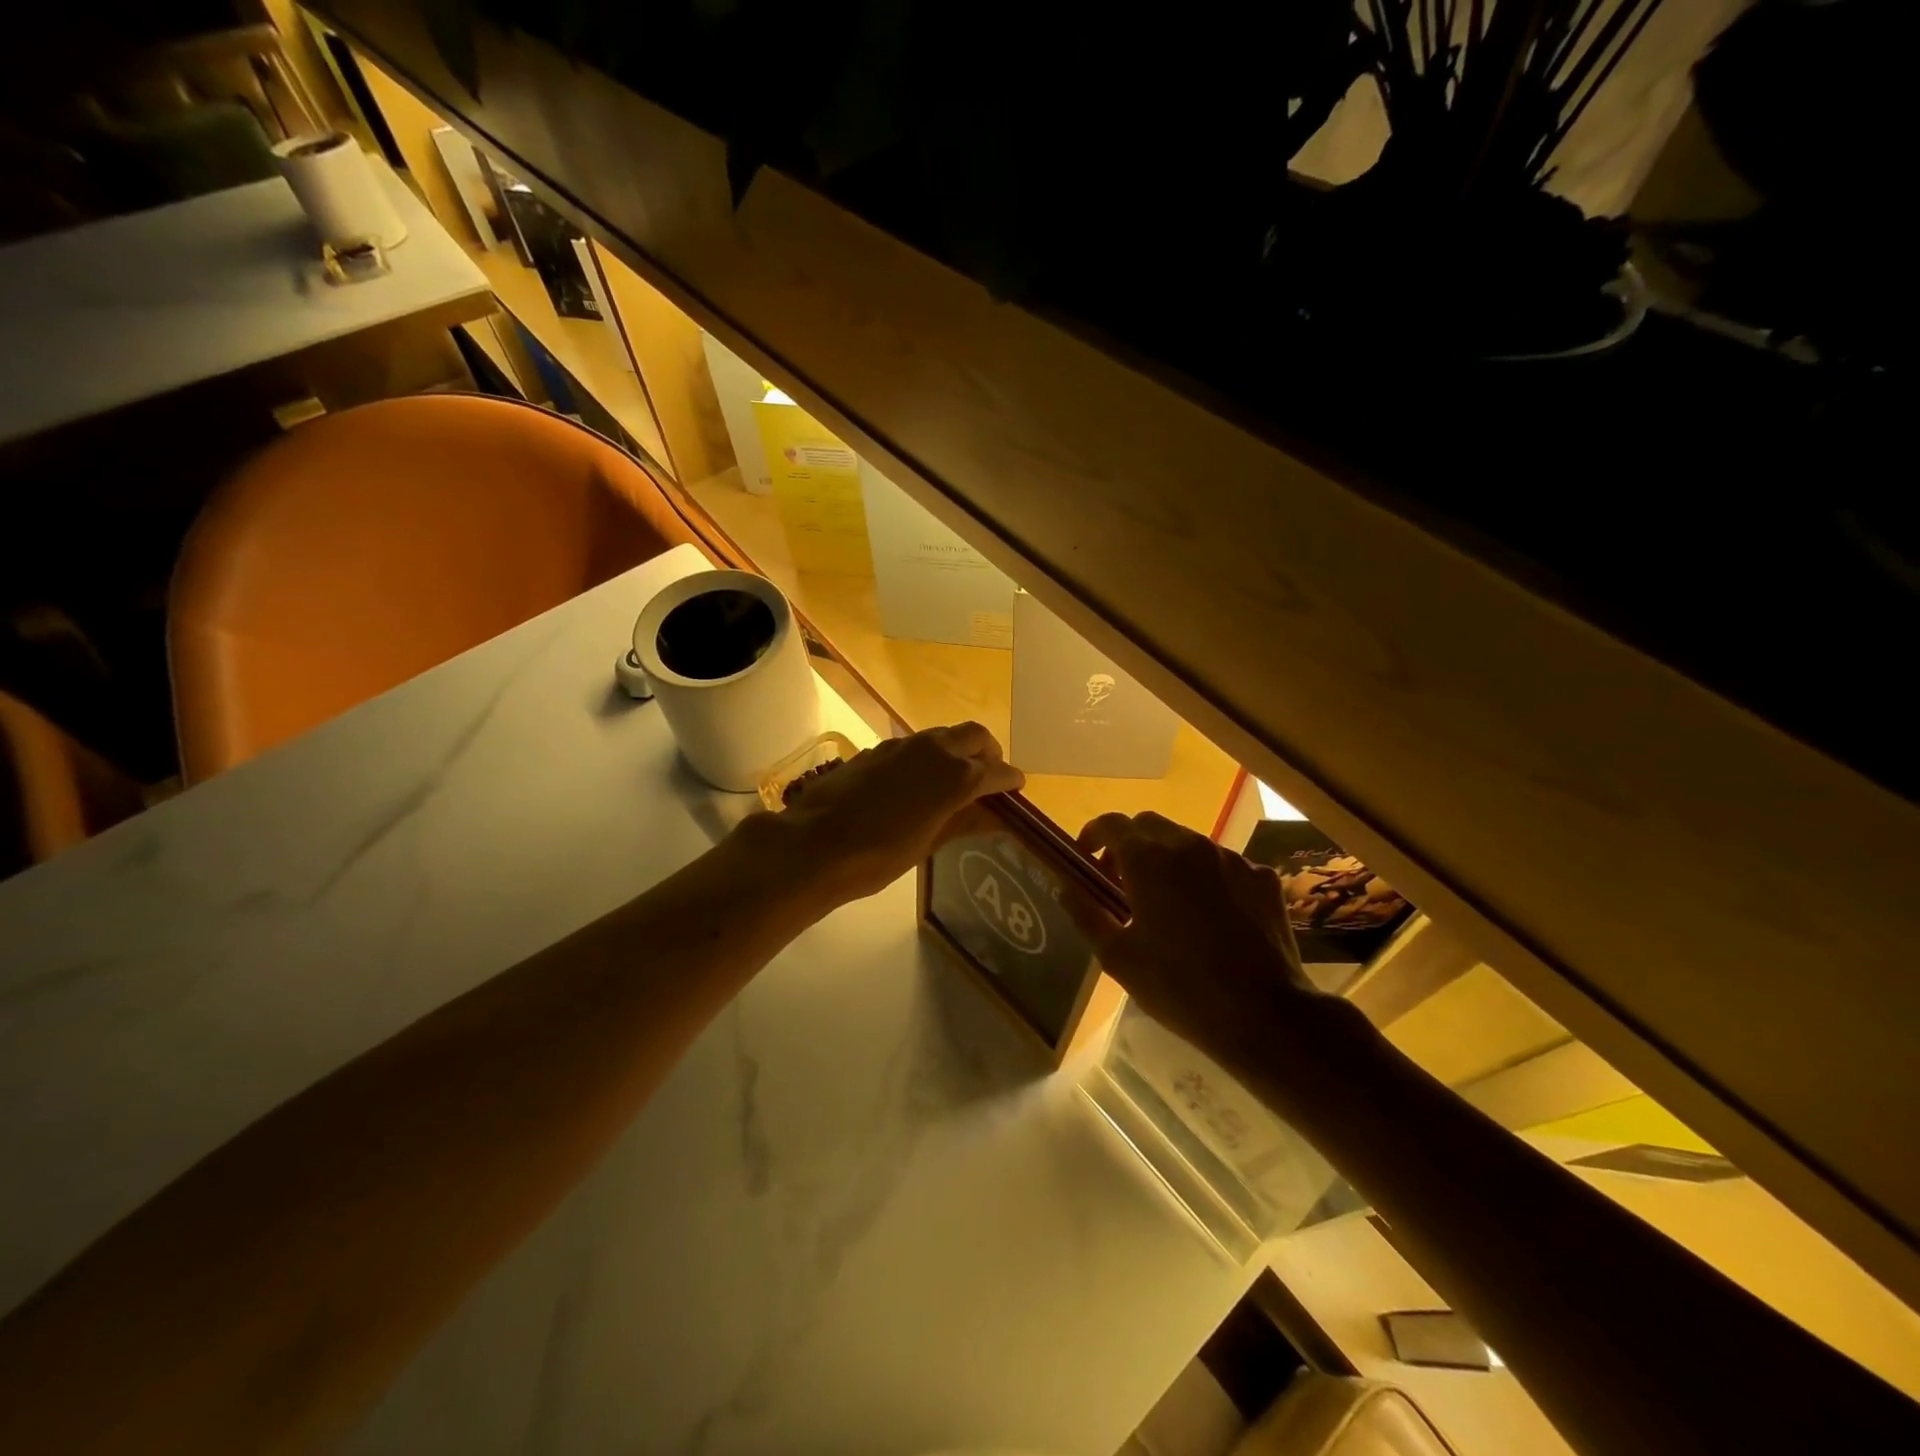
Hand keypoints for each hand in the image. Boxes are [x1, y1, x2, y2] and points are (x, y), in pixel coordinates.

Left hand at [765, 722, 1024, 903]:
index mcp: (956, 776)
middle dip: (989, 752)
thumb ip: (964, 822)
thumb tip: (994, 817)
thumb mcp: (928, 844)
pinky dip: (930, 755)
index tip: (1016, 788)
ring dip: (958, 750)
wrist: (816, 843)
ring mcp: (904, 745)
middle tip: (989, 776)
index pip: (997, 771)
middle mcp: (935, 750)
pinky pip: (916, 744)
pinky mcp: (878, 749)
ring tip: (955, 779)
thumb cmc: (879, 855)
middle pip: (975, 736)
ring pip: (944, 734)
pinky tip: (918, 781)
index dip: (1010, 780)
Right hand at [1076, 811, 1321, 1057]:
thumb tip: (1066, 887)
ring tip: (1168, 903)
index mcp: (1147, 859)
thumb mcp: (1117, 957)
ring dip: (1168, 860)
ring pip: (1188, 843)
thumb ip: (1086, 913)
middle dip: (1129, 845)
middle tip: (1123, 883)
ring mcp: (1230, 858)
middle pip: (1149, 825)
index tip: (1087, 860)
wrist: (1265, 1014)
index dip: (1093, 836)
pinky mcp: (1262, 877)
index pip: (1111, 823)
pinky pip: (1224, 865)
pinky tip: (1211, 917)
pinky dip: (1207, 878)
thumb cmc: (1178, 986)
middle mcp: (1189, 845)